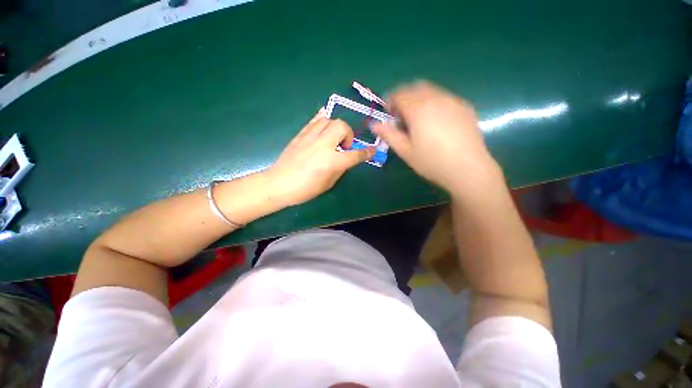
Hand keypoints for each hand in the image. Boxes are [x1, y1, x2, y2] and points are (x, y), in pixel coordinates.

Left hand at [265, 109, 374, 206]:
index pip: (355, 154)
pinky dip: (323, 120)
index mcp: (331, 161)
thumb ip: (340, 168)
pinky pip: (315, 120)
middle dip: (348, 134)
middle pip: (342, 126)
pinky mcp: (300, 134)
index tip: (372, 150)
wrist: (279, 183)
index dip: (366, 152)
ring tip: (332, 139)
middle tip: (343, 146)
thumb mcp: (329, 183)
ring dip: (335, 127)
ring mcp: (310, 137)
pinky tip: (324, 126)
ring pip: (329, 119)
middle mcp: (323, 145)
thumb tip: (346, 158)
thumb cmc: (305, 189)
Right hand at [372, 81, 501, 196]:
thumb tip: (374, 124)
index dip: (390, 102)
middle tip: (401, 116)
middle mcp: (436, 98)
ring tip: (418, 119)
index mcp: (418, 109)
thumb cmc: (431, 162)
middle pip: (415, 87)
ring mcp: (453, 100)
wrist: (468, 169)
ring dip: (419, 99)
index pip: (399, 94)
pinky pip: (444, 97)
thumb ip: (388, 135)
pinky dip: (434, 102)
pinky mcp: (465, 107)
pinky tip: (436, 121)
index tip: (388, 115)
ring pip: (431, 90)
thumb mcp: (405, 151)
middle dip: (404, 97)